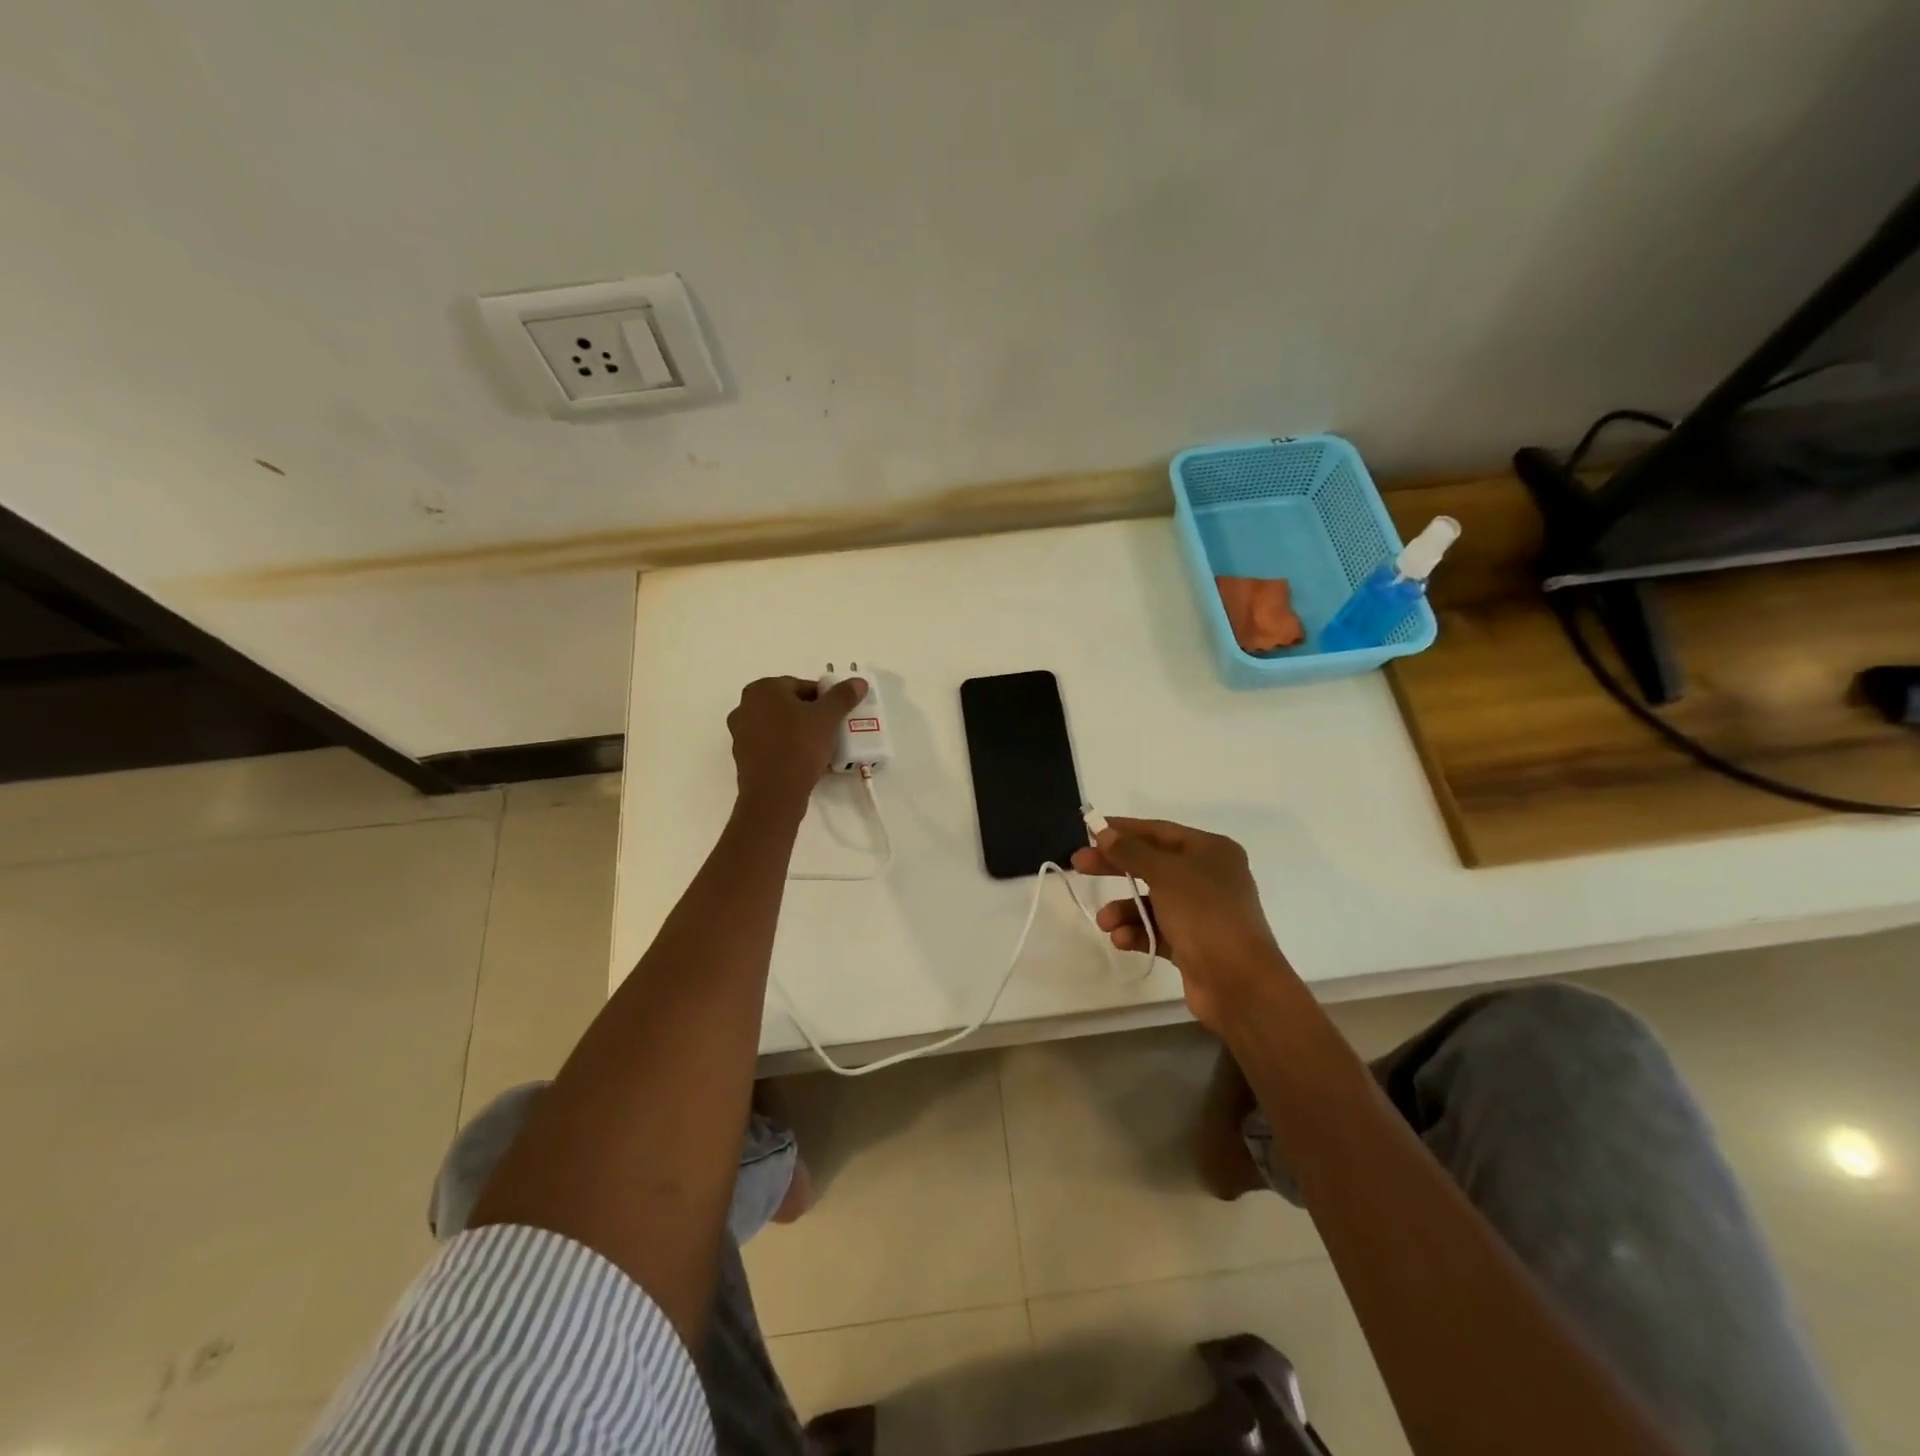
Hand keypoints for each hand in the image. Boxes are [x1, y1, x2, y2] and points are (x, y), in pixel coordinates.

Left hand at [726, 675, 866, 814]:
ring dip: (799, 733)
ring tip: (821, 748)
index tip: (838, 715)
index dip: (824, 699)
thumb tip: (859, 682)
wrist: (774, 794)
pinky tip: (805, 762)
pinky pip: (771, 746)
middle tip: (831, 730)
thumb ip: (842, 696)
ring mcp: (740, 733)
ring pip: (779, 726)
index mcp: (763, 689)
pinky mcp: (743, 757)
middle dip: (810, 716)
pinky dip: (787, 749)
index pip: (801, 686)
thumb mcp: (827, 718)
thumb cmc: (799, 746)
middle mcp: (745, 706)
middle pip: (788, 706)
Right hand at [1071, 817, 1289, 1030]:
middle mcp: (1208, 877)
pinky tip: (1121, 939)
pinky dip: (1137, 932)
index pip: (1159, 831)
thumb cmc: (1204, 913)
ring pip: (1151, 901)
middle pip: (1151, 864)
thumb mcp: (1165, 874)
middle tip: (1079, 865)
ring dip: (1124, 909)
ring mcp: (1201, 912)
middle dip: (1115, 867)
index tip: (1090, 830)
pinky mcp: (1193, 944)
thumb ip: (1131, 851)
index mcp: (1211, 851)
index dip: (1123, 829)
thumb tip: (1104, 832)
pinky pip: (1157, 930)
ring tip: (1105, 922)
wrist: (1238, 982)